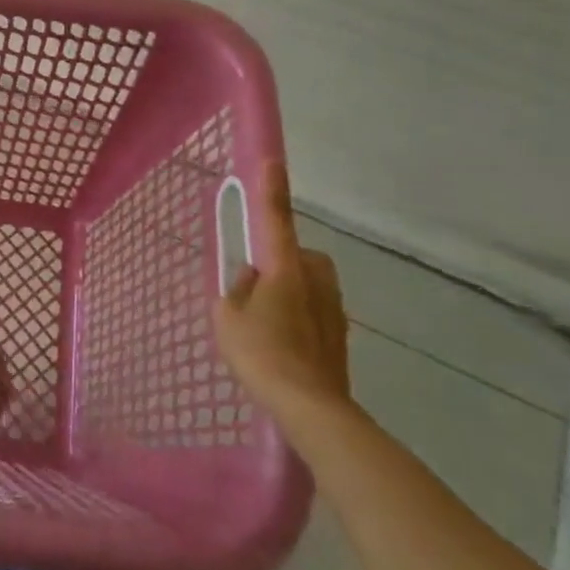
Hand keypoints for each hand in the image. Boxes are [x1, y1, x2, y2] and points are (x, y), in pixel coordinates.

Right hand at [214, 160, 352, 423]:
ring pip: (309, 285)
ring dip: (291, 292)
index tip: (273, 160)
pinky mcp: (340, 336)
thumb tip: (252, 278)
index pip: (275, 219)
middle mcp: (315, 280)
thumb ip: (237, 289)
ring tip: (266, 324)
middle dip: (282, 261)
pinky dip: (300, 318)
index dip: (272, 189)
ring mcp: (333, 309)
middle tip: (255, 286)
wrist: (312, 409)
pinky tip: (282, 346)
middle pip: (298, 256)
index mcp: (285, 268)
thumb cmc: (262, 354)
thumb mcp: (229, 317)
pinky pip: (315, 311)